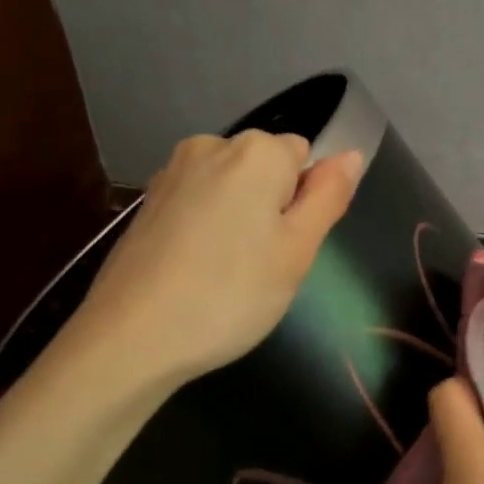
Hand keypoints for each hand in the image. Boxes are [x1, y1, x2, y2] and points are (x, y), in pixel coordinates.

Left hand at [80, 130, 362, 384]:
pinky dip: (206, 228)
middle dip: (272, 207)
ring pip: (230, 187)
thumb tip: (351, 155)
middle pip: (265, 168)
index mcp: (255, 152)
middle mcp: (210, 146)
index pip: (304, 156)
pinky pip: (198, 203)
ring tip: (228, 272)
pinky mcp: (147, 202)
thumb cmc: (231, 295)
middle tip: (264, 264)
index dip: (304, 202)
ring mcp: (172, 172)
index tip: (289, 246)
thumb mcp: (297, 251)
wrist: (132, 337)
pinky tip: (196, 270)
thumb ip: (328, 196)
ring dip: (239, 218)